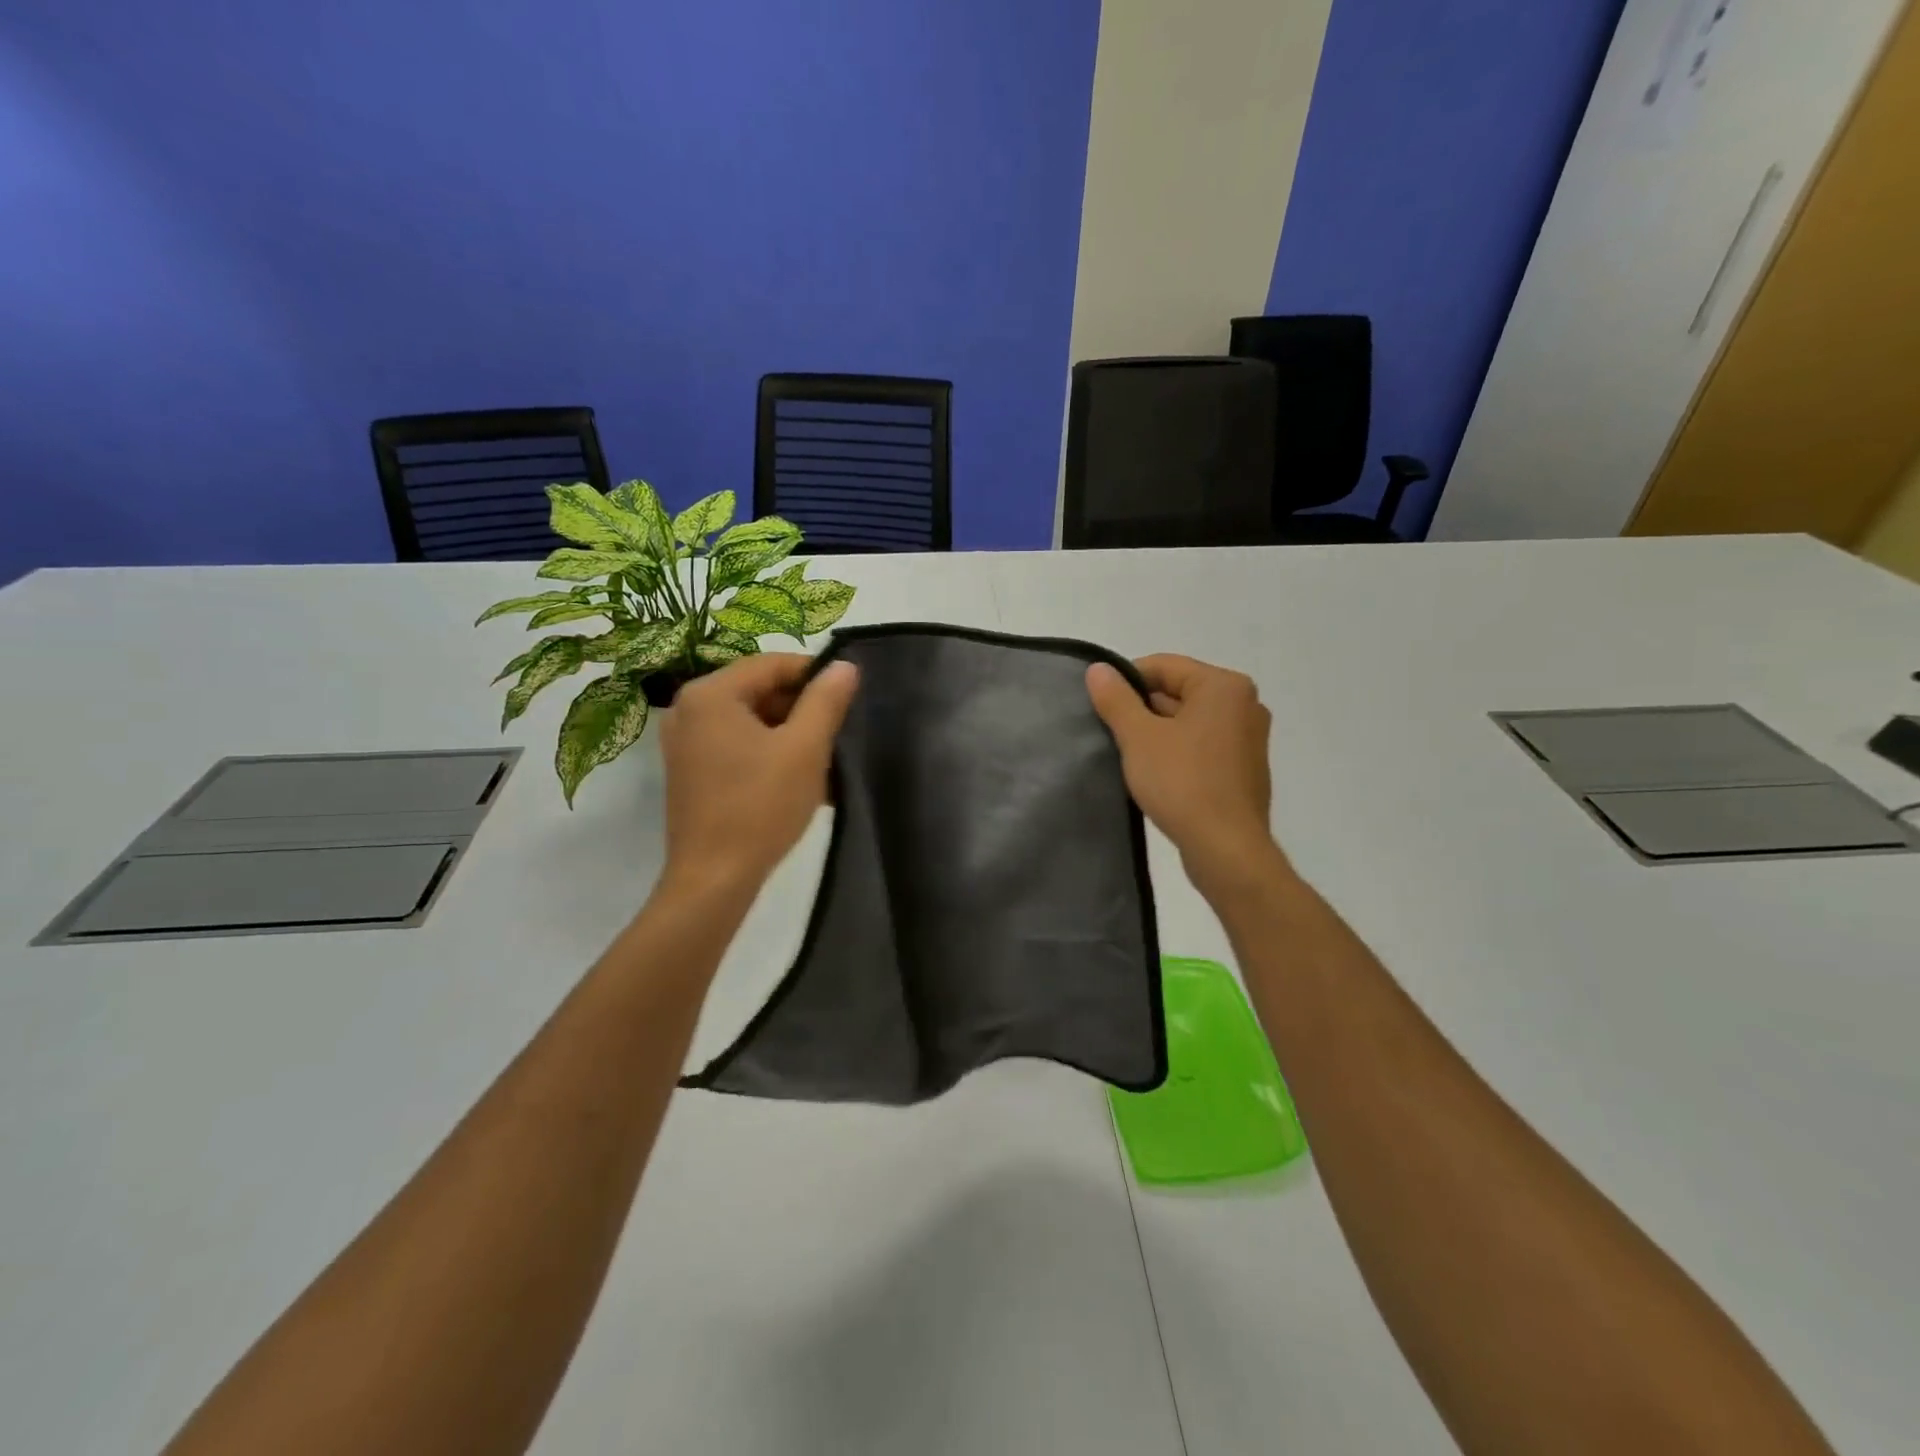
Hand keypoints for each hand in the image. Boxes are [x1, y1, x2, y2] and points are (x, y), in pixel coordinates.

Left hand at [658, 653, 858, 894]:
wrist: (714, 879)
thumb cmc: (760, 806)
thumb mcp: (804, 748)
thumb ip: (826, 700)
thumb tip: (844, 665)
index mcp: (710, 693)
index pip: (772, 663)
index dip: (814, 674)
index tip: (848, 696)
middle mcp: (688, 709)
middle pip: (758, 690)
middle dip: (801, 709)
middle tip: (837, 733)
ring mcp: (685, 742)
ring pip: (750, 721)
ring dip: (789, 734)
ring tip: (823, 760)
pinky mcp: (690, 771)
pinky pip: (736, 745)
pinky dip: (768, 753)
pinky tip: (798, 778)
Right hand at [1086, 654, 1280, 890]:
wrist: (1226, 848)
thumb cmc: (1182, 783)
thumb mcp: (1138, 737)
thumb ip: (1116, 699)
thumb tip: (1098, 669)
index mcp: (1224, 686)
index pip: (1164, 666)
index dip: (1126, 681)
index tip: (1101, 705)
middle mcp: (1245, 704)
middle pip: (1178, 691)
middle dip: (1142, 709)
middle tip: (1110, 732)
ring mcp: (1249, 738)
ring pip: (1189, 720)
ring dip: (1157, 732)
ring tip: (1128, 755)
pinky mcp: (1244, 768)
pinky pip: (1202, 745)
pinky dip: (1177, 751)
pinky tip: (1154, 774)